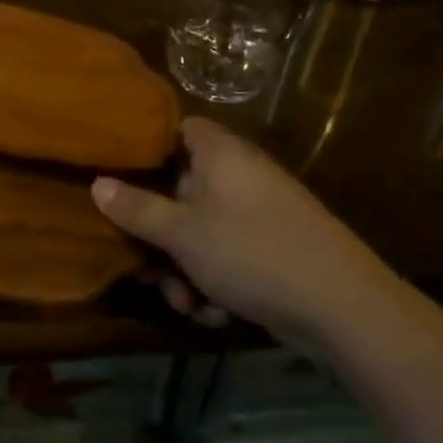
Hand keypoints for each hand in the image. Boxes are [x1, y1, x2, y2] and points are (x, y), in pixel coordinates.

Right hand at [92, 117, 394, 341]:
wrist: (345, 308)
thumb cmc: (253, 253)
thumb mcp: (184, 234)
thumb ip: (137, 208)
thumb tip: (97, 183)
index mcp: (219, 152)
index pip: (175, 129)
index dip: (145, 149)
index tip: (117, 176)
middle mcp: (239, 173)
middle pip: (181, 189)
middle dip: (160, 234)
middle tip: (146, 268)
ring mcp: (259, 210)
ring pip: (202, 229)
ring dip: (185, 267)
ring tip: (186, 305)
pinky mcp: (273, 246)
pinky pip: (229, 252)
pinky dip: (216, 279)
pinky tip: (215, 313)